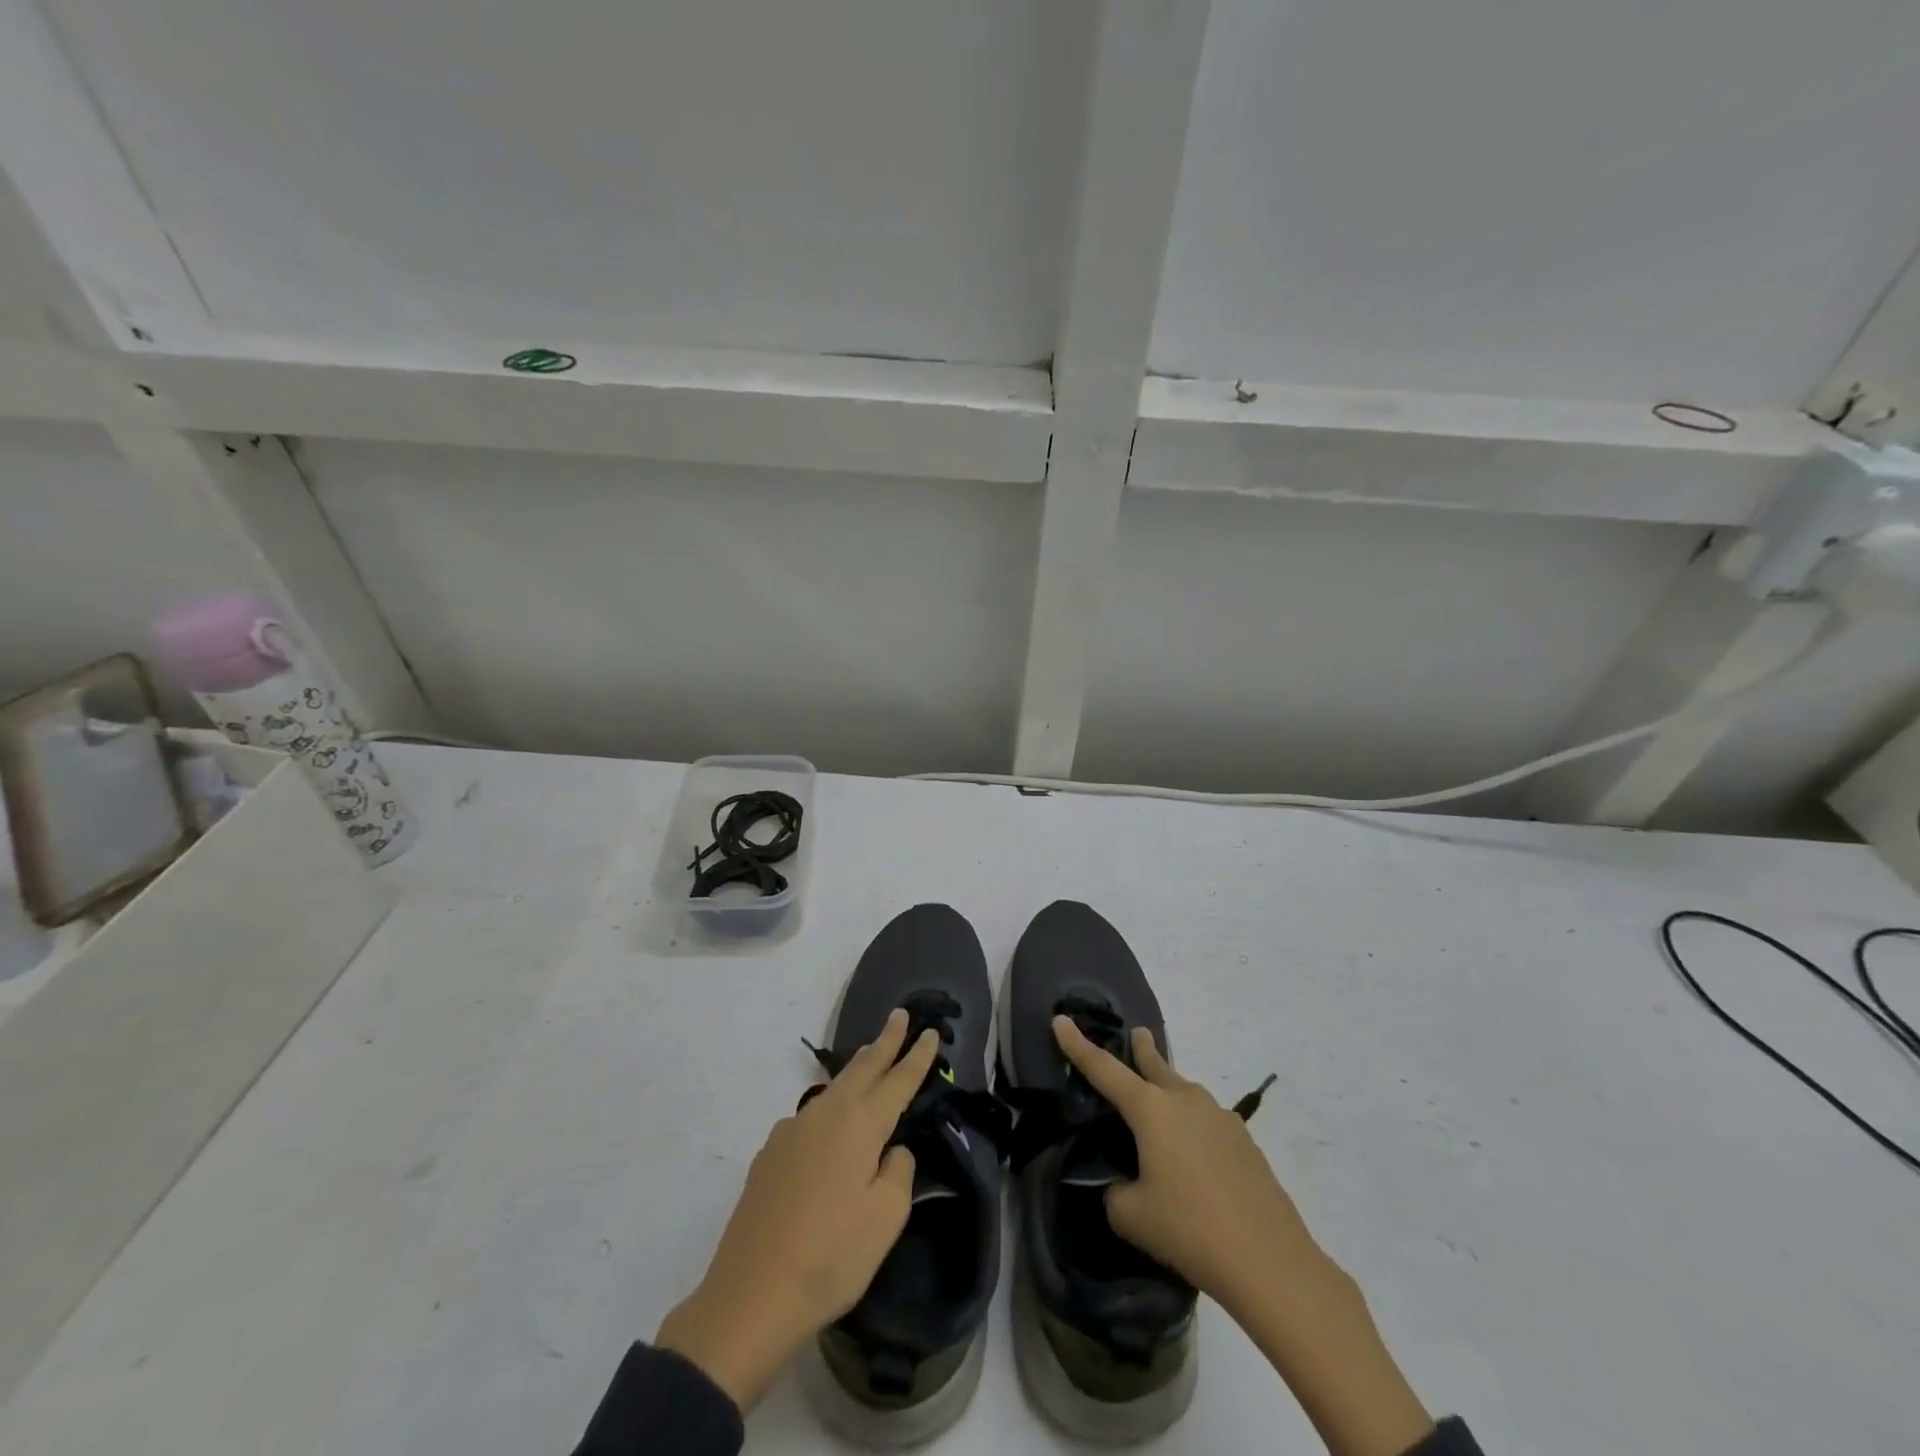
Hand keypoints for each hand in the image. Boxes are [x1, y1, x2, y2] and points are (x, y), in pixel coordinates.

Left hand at [657, 1009, 937, 1409]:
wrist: (751, 1296)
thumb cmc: (832, 1255)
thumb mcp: (886, 1217)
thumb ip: (898, 1171)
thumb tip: (891, 1150)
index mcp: (860, 1123)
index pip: (898, 1080)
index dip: (917, 1056)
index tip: (931, 1031)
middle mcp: (825, 1114)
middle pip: (862, 1067)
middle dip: (884, 1041)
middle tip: (899, 1015)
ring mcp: (792, 1131)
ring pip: (834, 1089)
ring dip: (857, 1070)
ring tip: (870, 1059)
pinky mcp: (769, 1155)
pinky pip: (811, 1118)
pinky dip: (831, 1107)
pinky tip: (830, 1130)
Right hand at [1051, 1016, 1320, 1306]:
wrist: (1269, 1261)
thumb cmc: (1189, 1229)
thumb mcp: (1132, 1216)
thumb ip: (1115, 1192)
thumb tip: (1124, 1186)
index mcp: (1150, 1109)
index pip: (1103, 1068)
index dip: (1078, 1045)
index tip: (1061, 1019)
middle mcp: (1184, 1100)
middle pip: (1155, 1065)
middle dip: (1142, 1049)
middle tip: (1136, 1034)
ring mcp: (1220, 1117)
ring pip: (1185, 1092)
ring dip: (1170, 1089)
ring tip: (1163, 1106)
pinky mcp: (1244, 1142)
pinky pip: (1208, 1120)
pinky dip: (1194, 1125)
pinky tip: (1197, 1156)